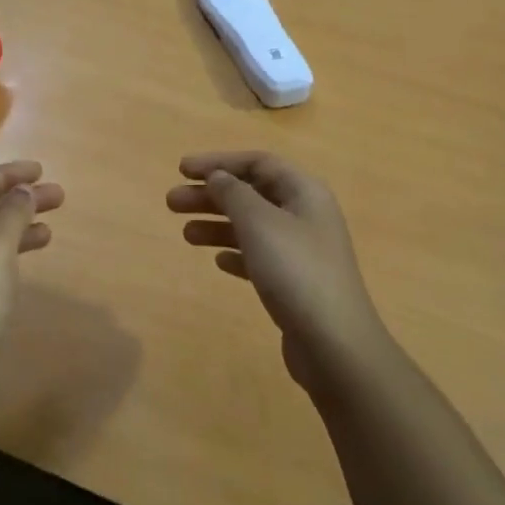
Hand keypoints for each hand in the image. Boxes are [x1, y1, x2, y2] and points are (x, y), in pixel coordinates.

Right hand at [168, 151, 392, 393]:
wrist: (333, 343)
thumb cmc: (295, 272)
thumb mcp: (259, 224)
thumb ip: (234, 194)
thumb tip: (217, 176)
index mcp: (305, 192)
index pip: (258, 162)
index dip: (218, 161)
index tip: (182, 170)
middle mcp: (306, 215)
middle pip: (252, 194)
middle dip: (211, 195)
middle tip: (171, 203)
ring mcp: (302, 251)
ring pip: (252, 226)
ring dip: (217, 225)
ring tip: (185, 235)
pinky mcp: (295, 283)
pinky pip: (259, 257)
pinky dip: (236, 254)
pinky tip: (218, 263)